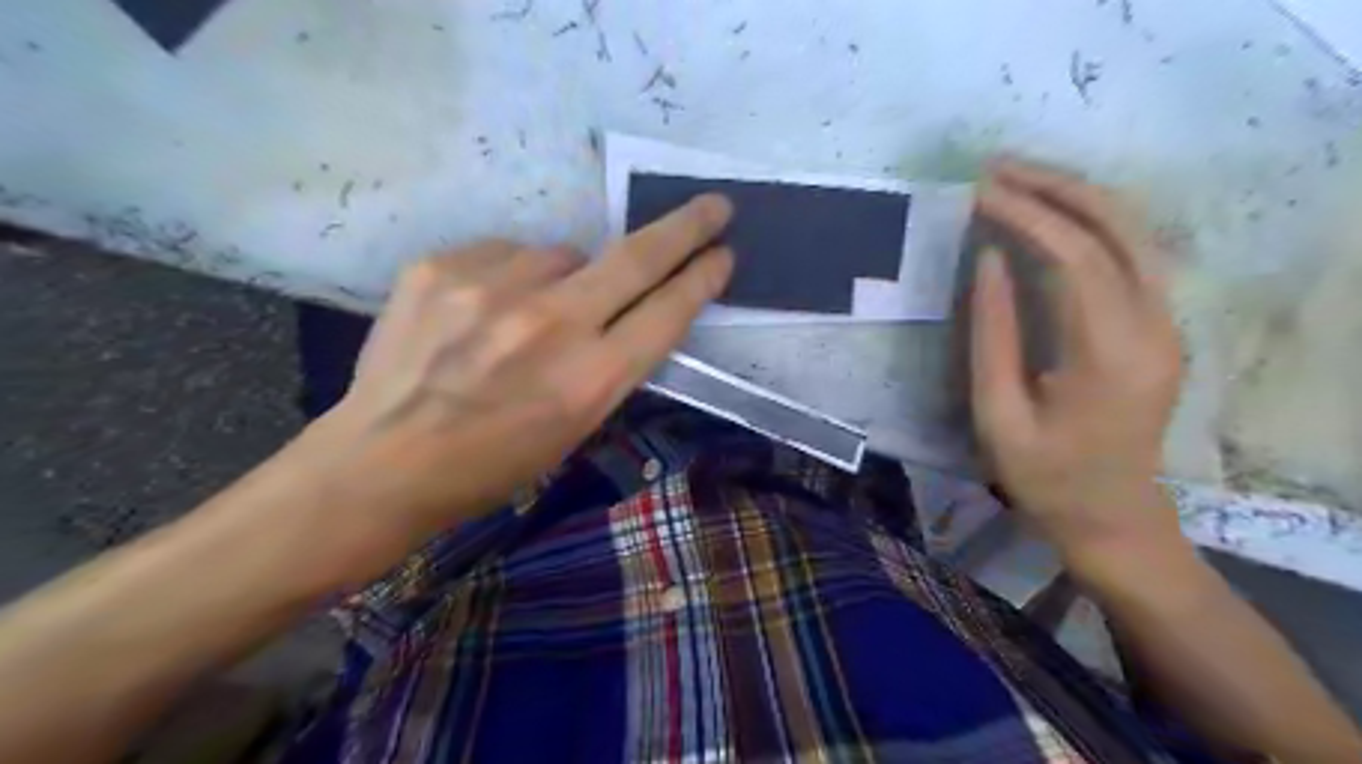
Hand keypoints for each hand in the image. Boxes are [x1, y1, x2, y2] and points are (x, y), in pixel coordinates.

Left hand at [292, 195, 734, 577]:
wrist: (383, 462)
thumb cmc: (494, 464)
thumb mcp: (575, 428)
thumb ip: (610, 362)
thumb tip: (626, 305)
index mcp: (591, 380)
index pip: (667, 312)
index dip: (703, 278)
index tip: (723, 253)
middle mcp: (551, 325)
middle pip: (637, 257)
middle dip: (686, 227)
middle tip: (714, 205)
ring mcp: (493, 288)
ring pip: (563, 253)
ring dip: (565, 276)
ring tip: (528, 315)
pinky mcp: (442, 266)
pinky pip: (506, 253)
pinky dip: (511, 275)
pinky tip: (484, 310)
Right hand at [974, 154, 1188, 560]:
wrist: (1114, 518)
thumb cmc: (1045, 477)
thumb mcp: (998, 414)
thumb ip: (992, 335)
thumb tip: (990, 261)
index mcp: (1110, 355)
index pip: (1076, 256)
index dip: (1027, 216)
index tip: (978, 193)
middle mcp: (1155, 326)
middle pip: (1118, 227)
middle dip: (1056, 187)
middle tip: (997, 169)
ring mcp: (1167, 323)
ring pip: (1134, 232)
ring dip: (1076, 196)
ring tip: (1018, 180)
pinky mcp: (1161, 327)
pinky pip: (1132, 254)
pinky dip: (1090, 222)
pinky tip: (1052, 215)